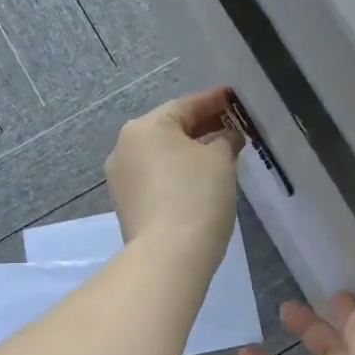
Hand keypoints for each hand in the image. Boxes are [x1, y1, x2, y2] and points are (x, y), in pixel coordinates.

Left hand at [106, 88, 242, 266]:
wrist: (168, 256)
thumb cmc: (196, 196)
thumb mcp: (220, 160)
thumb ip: (225, 140)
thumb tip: (226, 137)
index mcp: (144, 127)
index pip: (185, 105)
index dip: (213, 101)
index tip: (233, 99)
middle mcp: (124, 147)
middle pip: (169, 129)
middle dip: (201, 127)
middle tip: (231, 126)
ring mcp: (121, 178)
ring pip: (161, 155)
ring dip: (188, 152)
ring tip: (219, 154)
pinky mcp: (125, 204)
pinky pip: (155, 177)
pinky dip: (176, 173)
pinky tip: (199, 179)